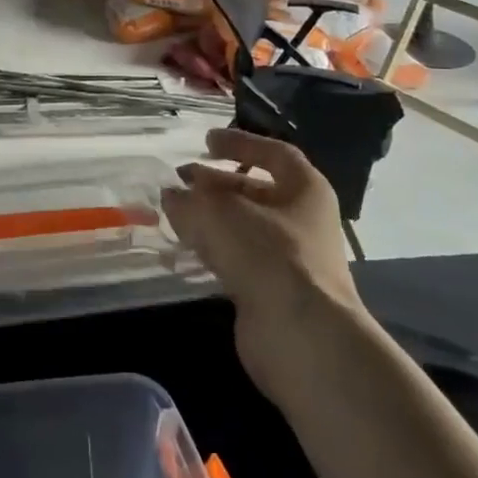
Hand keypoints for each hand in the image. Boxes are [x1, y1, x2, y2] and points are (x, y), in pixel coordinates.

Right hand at [162, 128, 363, 408]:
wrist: (300, 336)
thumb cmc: (267, 253)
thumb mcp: (218, 212)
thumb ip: (190, 199)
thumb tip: (171, 195)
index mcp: (305, 189)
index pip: (273, 153)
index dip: (239, 142)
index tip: (205, 142)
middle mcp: (303, 220)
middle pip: (255, 191)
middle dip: (216, 183)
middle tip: (180, 179)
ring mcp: (290, 259)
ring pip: (244, 226)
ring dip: (210, 217)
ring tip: (175, 212)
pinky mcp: (273, 291)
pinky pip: (239, 258)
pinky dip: (213, 248)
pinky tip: (186, 247)